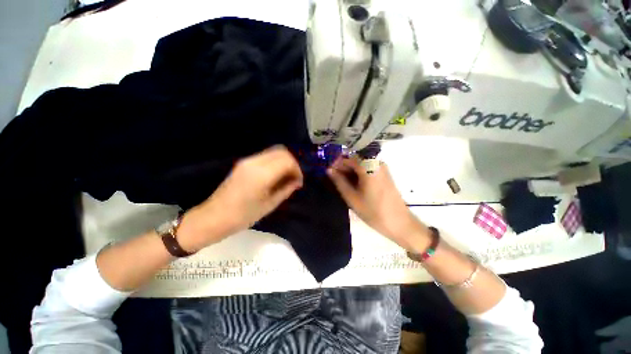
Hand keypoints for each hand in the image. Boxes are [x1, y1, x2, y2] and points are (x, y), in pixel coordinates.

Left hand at [177, 145, 303, 251]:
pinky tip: (275, 176)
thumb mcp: (269, 205)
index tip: (298, 182)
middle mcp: (255, 162)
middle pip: (281, 151)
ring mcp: (247, 161)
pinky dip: (275, 162)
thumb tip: (297, 181)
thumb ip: (286, 189)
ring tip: (285, 177)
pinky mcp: (243, 163)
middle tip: (294, 178)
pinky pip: (265, 156)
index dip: (297, 170)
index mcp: (262, 174)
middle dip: (292, 163)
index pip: (287, 161)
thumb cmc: (243, 216)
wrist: (213, 217)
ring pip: (273, 151)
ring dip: (283, 162)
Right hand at [327, 157, 430, 251]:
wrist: (399, 223)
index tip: (328, 173)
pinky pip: (367, 169)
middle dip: (343, 168)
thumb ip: (339, 181)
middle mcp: (376, 162)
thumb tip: (329, 170)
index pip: (347, 158)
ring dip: (350, 172)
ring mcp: (382, 168)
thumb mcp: (352, 197)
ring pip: (361, 165)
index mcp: (368, 166)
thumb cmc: (373, 212)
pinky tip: (353, 186)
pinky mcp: (384, 174)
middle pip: (355, 160)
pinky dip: (358, 175)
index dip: (336, 164)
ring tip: (342, 185)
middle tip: (334, 180)